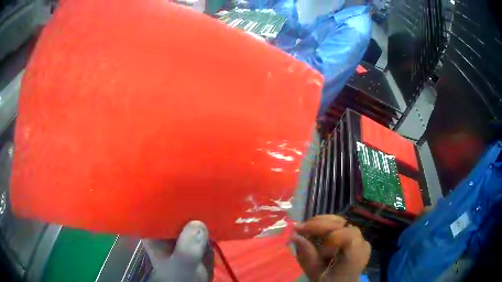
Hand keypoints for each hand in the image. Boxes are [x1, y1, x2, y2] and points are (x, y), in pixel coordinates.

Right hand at [290, 215, 370, 281]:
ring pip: (340, 221)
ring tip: (305, 229)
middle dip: (318, 225)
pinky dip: (326, 227)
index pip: (345, 234)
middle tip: (299, 228)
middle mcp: (361, 242)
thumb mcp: (316, 273)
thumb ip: (307, 255)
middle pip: (341, 224)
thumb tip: (294, 236)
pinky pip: (340, 225)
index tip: (307, 239)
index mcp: (356, 254)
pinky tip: (315, 232)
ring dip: (321, 223)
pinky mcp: (354, 236)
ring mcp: (359, 237)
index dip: (326, 235)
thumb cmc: (329, 281)